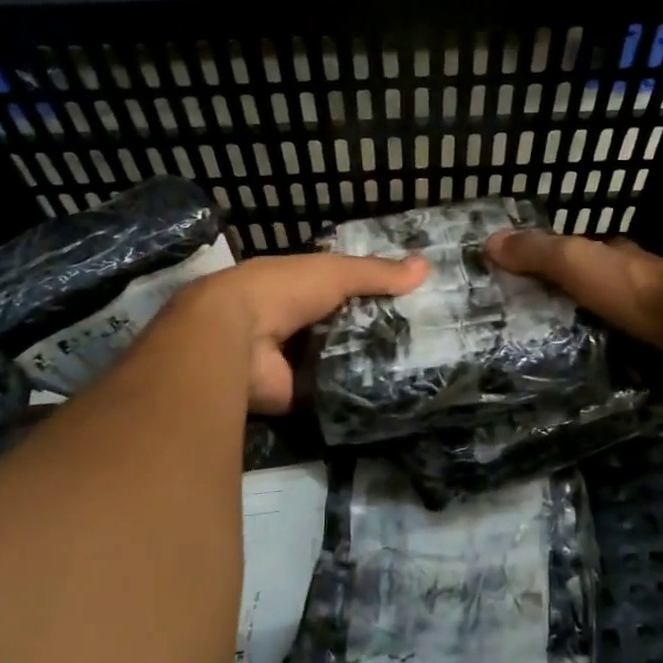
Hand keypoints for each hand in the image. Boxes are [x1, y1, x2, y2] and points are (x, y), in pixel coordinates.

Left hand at [188, 252, 427, 412]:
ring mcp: (295, 361)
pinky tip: (393, 396)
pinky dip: (355, 394)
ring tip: (418, 368)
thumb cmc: (284, 290)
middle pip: (345, 327)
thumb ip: (377, 273)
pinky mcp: (297, 396)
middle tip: (425, 340)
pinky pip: (333, 394)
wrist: (235, 338)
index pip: (344, 288)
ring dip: (368, 364)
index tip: (414, 300)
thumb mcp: (336, 272)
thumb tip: (426, 267)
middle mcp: (296, 323)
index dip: (375, 292)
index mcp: (299, 287)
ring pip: (341, 361)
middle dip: (377, 332)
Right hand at [485, 229, 662, 350]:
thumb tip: (489, 241)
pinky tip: (601, 363)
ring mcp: (657, 308)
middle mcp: (637, 274)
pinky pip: (634, 339)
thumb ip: (535, 252)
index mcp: (614, 252)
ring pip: (617, 311)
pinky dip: (617, 346)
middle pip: (599, 281)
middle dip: (574, 294)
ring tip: (563, 347)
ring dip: (595, 322)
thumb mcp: (572, 262)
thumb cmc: (628, 288)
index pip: (579, 250)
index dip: (553, 260)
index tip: (527, 279)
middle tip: (539, 319)